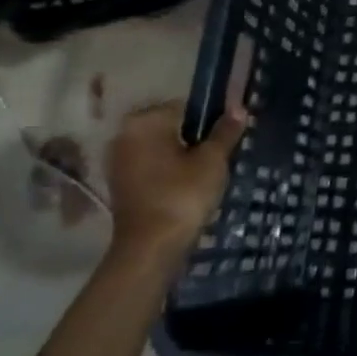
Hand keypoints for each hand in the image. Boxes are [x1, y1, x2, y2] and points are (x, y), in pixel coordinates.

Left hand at [105, 100, 249, 266]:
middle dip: (195, 138)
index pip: (186, 107)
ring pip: (161, 148)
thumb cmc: (182, 195)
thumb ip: (225, 131)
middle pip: (171, 127)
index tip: (226, 137)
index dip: (210, 120)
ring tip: (206, 173)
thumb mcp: (212, 160)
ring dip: (182, 156)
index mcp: (145, 122)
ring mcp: (119, 161)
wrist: (150, 248)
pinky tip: (187, 186)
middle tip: (218, 156)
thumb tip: (238, 107)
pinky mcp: (120, 184)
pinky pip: (152, 166)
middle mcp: (125, 135)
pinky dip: (169, 172)